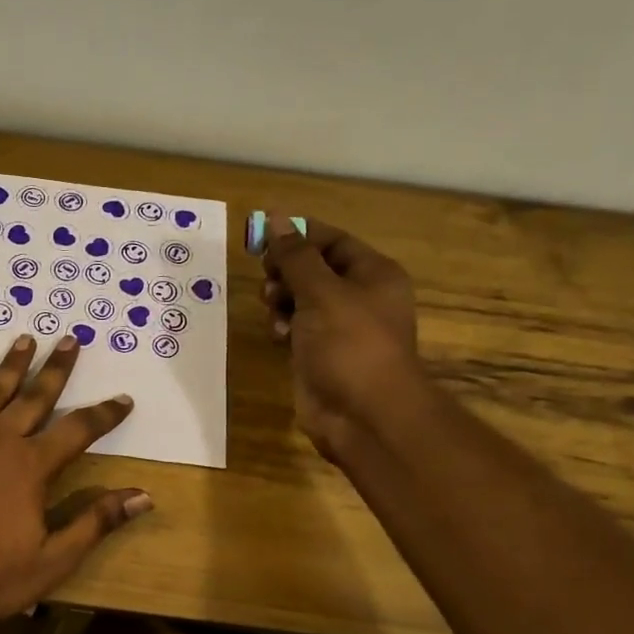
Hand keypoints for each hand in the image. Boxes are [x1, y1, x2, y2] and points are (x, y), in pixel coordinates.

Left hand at [0, 334, 152, 631]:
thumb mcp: (52, 560)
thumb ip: (95, 522)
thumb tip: (143, 496)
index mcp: (31, 466)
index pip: (78, 430)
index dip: (104, 415)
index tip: (123, 399)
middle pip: (35, 396)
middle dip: (57, 368)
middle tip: (70, 339)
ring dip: (13, 365)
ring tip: (27, 339)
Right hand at [260, 214, 421, 458]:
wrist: (363, 414)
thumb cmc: (349, 344)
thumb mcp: (321, 292)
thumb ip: (295, 256)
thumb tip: (275, 219)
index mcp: (373, 274)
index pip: (332, 241)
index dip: (298, 234)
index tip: (260, 235)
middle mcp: (359, 297)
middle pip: (313, 269)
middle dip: (286, 270)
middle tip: (266, 277)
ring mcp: (339, 328)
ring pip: (300, 299)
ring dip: (281, 300)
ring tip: (273, 308)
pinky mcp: (320, 354)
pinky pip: (296, 329)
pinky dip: (284, 327)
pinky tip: (279, 337)